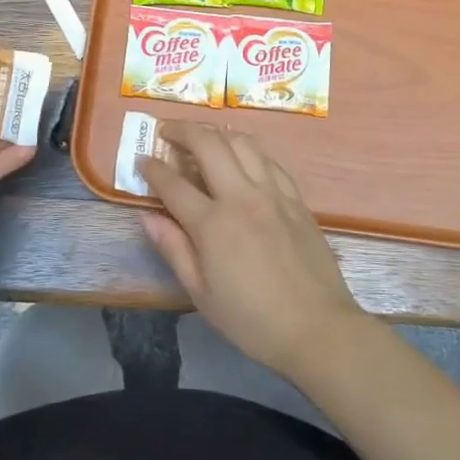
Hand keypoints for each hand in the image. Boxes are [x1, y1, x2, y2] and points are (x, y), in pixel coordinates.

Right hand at [139, 123, 367, 378]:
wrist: (318, 329)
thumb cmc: (251, 320)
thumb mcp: (201, 293)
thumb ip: (173, 249)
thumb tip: (147, 217)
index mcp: (213, 224)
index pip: (173, 183)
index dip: (152, 168)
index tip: (141, 160)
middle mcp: (242, 197)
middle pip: (208, 144)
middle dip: (182, 130)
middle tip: (167, 131)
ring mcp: (273, 193)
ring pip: (242, 142)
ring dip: (217, 132)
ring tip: (202, 137)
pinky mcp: (296, 199)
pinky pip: (269, 161)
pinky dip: (249, 151)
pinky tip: (242, 159)